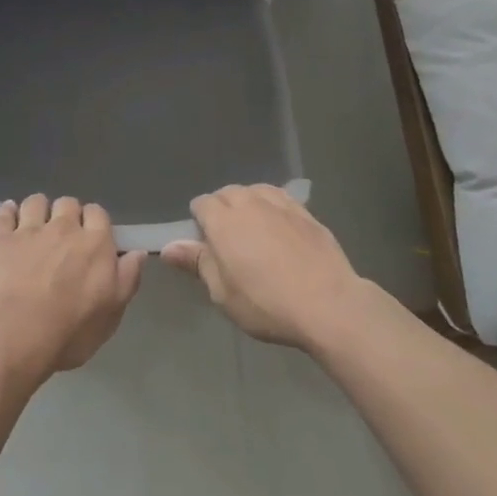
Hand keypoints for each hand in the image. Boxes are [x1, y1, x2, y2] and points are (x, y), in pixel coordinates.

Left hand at [0, 195, 144, 384]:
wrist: (17, 334)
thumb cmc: (71, 330)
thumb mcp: (112, 313)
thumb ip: (127, 278)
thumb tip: (137, 253)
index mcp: (95, 243)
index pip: (98, 213)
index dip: (94, 221)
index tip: (90, 236)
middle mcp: (63, 227)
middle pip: (68, 203)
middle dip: (67, 213)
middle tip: (63, 235)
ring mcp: (29, 230)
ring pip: (36, 202)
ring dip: (38, 209)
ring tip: (35, 224)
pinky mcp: (0, 238)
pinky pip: (4, 213)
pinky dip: (7, 212)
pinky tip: (8, 217)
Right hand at [163, 185, 361, 349]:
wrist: (329, 304)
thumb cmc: (266, 303)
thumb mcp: (222, 293)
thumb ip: (197, 263)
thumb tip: (168, 247)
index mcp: (223, 219)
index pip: (201, 204)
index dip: (199, 221)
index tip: (205, 245)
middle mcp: (249, 202)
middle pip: (227, 193)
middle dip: (223, 209)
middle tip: (229, 242)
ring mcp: (280, 203)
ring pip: (255, 191)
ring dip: (248, 204)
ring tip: (254, 231)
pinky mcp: (306, 212)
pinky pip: (280, 198)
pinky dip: (273, 207)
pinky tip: (279, 227)